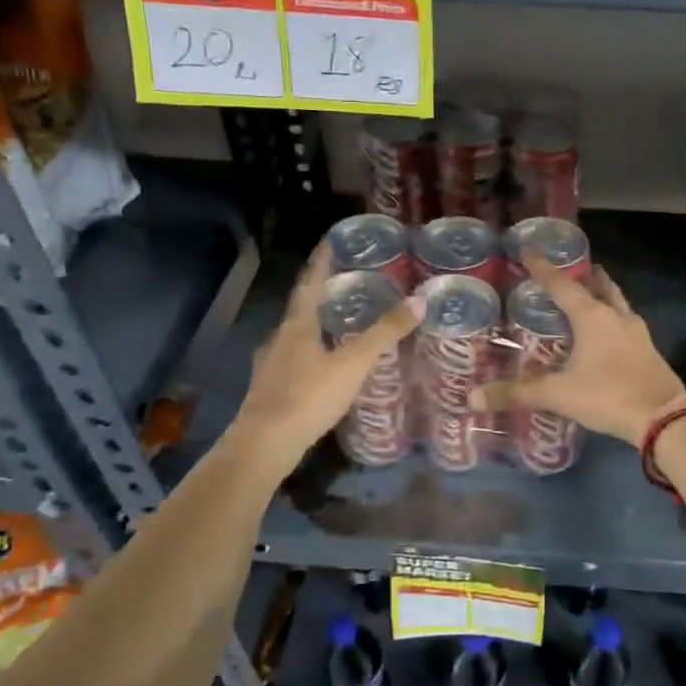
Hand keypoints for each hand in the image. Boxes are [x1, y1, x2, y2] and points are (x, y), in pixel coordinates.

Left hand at [233, 247, 420, 472]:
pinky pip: (294, 361)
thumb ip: (385, 332)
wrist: (265, 444)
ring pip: (295, 336)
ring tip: (340, 324)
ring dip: (316, 326)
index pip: (310, 283)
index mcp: (297, 325)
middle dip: (322, 294)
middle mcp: (279, 339)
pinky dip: (310, 354)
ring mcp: (270, 366)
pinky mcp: (270, 390)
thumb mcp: (354, 363)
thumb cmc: (309, 396)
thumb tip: (420, 300)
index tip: (331, 241)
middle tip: (347, 285)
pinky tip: (323, 367)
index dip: (321, 261)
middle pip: (301, 308)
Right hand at [471, 255, 683, 447]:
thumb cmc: (607, 395)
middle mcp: (617, 317)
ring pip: (618, 304)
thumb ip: (518, 393)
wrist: (663, 417)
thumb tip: (474, 398)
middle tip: (571, 270)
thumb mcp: (559, 395)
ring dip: (604, 296)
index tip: (529, 251)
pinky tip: (608, 335)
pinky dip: (614, 321)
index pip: (562, 285)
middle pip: (600, 286)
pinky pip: (627, 326)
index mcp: (592, 317)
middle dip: (585, 276)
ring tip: (590, 296)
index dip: (543, 269)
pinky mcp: (649, 351)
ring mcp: (638, 333)